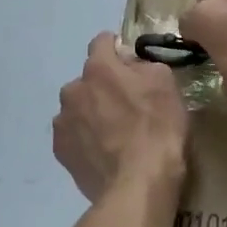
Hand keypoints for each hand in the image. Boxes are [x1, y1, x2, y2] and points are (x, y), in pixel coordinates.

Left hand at [53, 33, 188, 200]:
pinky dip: (85, 139)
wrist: (138, 184)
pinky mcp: (60, 151)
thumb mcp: (166, 84)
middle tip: (127, 107)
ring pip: (78, 108)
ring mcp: (62, 122)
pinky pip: (73, 135)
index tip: (130, 64)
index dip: (117, 49)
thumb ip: (144, 64)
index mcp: (98, 68)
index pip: (102, 42)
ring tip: (114, 136)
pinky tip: (104, 153)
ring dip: (91, 114)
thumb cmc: (158, 129)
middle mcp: (73, 89)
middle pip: (88, 79)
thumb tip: (130, 63)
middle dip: (103, 87)